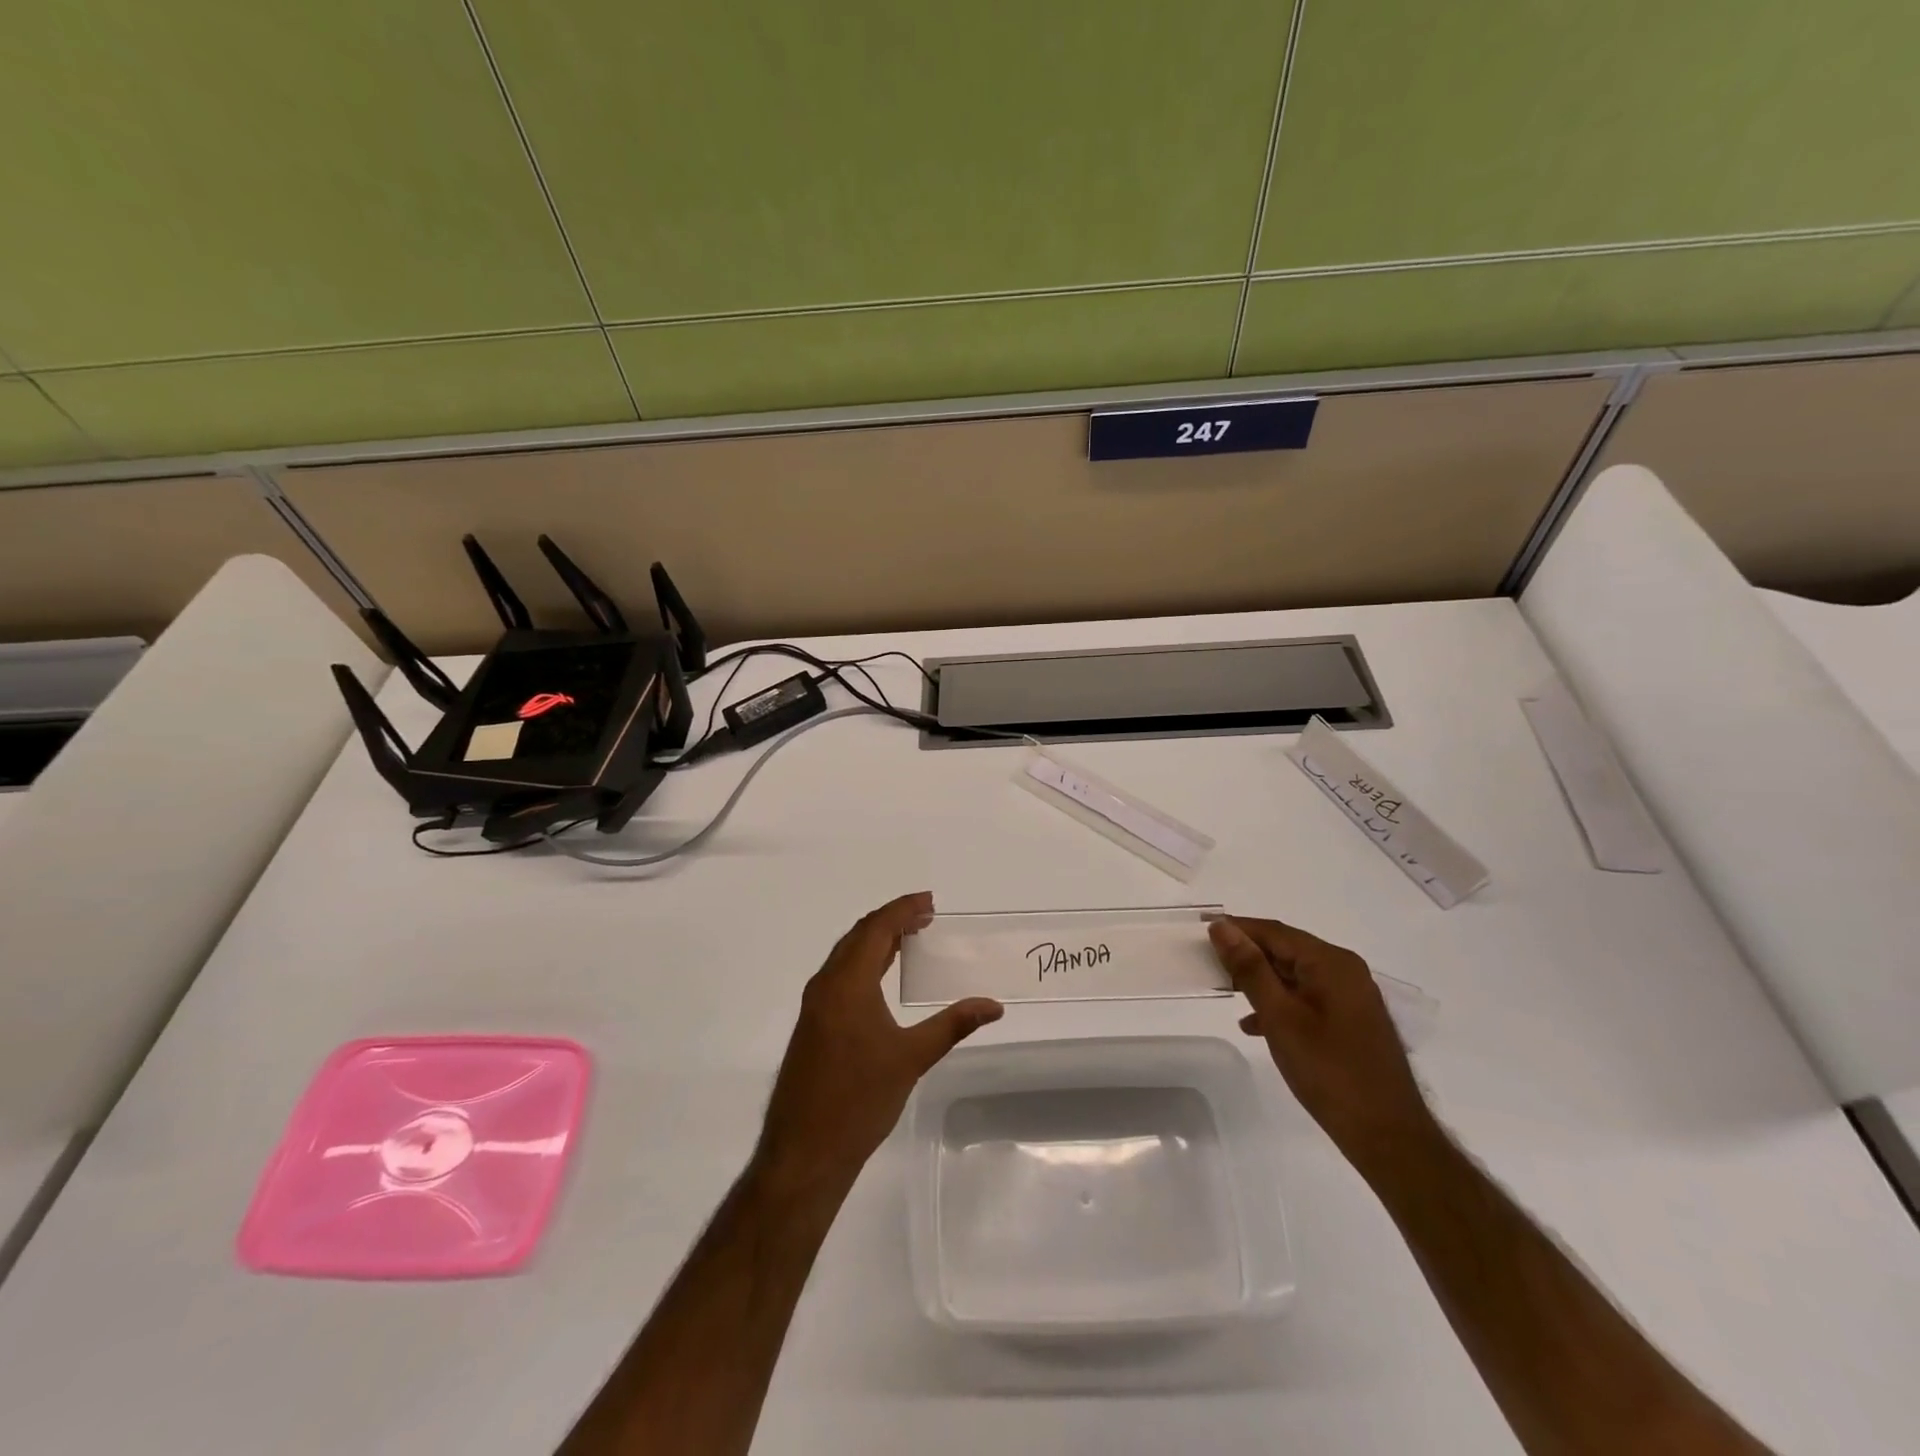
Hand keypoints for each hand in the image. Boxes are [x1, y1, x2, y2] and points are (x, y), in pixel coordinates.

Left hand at [756, 892, 1003, 1195]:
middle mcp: (825, 985)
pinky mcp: (812, 1025)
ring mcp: (814, 1006)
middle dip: (892, 920)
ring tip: (909, 939)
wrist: (804, 1153)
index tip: (930, 902)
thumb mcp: (912, 1059)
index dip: (903, 909)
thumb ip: (953, 1025)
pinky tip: (882, 977)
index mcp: (847, 983)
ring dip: (876, 941)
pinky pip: (839, 975)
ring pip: (846, 956)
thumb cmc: (859, 1100)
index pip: (876, 929)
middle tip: (925, 917)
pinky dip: (864, 963)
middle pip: (858, 936)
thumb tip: (994, 1005)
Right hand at [1208, 916, 1437, 1166]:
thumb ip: (1250, 968)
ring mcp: (1351, 997)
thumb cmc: (1329, 1071)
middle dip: (1247, 955)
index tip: (1201, 932)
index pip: (1274, 931)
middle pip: (1286, 950)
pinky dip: (1280, 1004)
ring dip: (1260, 981)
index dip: (1236, 929)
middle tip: (1208, 963)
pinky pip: (1307, 998)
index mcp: (1331, 962)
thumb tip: (1222, 927)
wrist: (1388, 1136)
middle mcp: (1345, 971)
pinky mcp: (1351, 1021)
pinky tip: (1255, 1025)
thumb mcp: (1280, 1016)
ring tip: (1226, 992)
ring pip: (1294, 975)